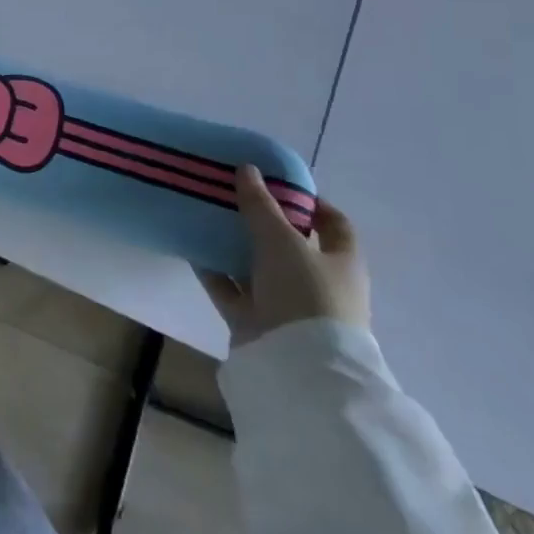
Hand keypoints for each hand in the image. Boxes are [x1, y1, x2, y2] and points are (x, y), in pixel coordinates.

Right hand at [199, 166, 368, 347]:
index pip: (334, 225)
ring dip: (234, 246)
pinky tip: (191, 249)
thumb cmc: (305, 294)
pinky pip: (231, 289)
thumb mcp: (282, 241)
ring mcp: (286, 305)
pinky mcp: (256, 321)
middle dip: (262, 222)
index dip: (312, 203)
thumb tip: (247, 169)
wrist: (296, 364)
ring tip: (206, 217)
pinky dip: (213, 271)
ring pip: (257, 267)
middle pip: (290, 245)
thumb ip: (261, 205)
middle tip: (232, 196)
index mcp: (342, 263)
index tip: (279, 184)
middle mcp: (318, 283)